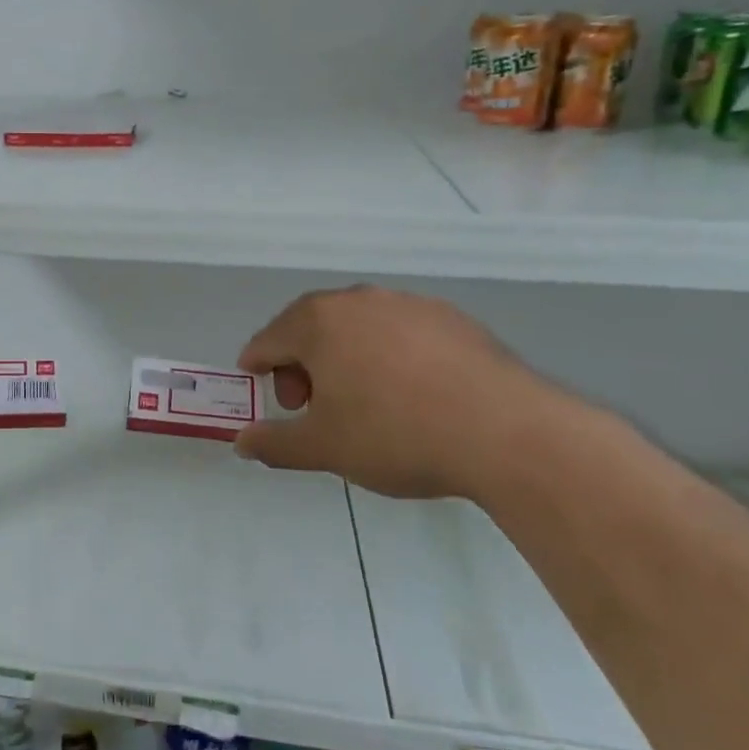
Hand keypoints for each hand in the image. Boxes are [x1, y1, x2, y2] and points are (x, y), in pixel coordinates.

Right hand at [234, 285, 558, 501]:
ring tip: (362, 401)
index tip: (263, 393)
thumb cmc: (395, 435)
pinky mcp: (451, 318)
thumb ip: (275, 443)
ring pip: (357, 328)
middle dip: (301, 365)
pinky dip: (388, 356)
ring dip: (344, 358)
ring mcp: (408, 304)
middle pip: (311, 328)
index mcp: (318, 322)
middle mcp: (358, 301)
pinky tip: (410, 393)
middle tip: (312, 406)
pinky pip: (400, 333)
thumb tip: (242, 442)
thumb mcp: (324, 448)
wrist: (506, 433)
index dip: (257, 368)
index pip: (268, 340)